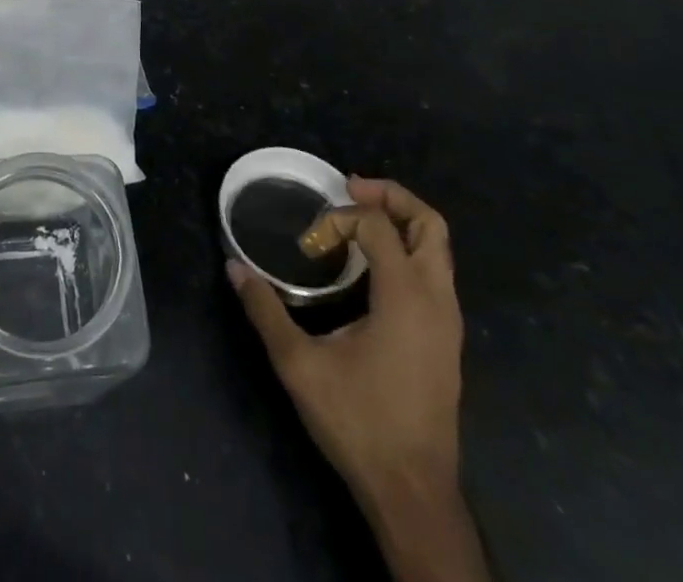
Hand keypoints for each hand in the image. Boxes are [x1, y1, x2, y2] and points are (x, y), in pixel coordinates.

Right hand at [229, 177, 463, 504]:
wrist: (413, 495)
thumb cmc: (359, 424)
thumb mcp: (299, 365)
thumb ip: (265, 310)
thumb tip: (233, 266)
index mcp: (406, 298)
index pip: (378, 225)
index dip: (338, 220)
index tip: (308, 245)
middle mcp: (436, 301)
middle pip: (429, 224)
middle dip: (389, 196)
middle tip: (347, 188)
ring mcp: (448, 322)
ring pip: (438, 248)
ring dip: (399, 221)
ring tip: (356, 218)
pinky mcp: (447, 340)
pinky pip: (435, 272)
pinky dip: (406, 249)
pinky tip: (370, 265)